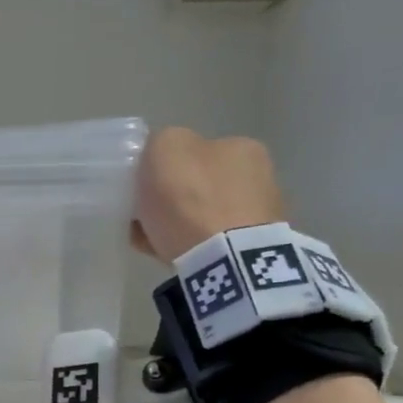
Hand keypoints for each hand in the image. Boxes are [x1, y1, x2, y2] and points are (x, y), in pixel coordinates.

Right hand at [133, 129, 283, 262]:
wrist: (223, 260)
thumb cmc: (191, 198)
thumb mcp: (165, 148)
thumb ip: (161, 142)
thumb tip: (161, 157)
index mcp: (241, 146)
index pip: (196, 151)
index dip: (164, 168)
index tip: (142, 189)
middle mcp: (259, 176)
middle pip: (200, 185)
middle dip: (172, 199)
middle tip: (143, 217)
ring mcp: (259, 218)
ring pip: (203, 216)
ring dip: (179, 225)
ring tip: (151, 241)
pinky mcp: (251, 253)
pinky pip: (210, 244)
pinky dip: (189, 247)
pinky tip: (167, 256)